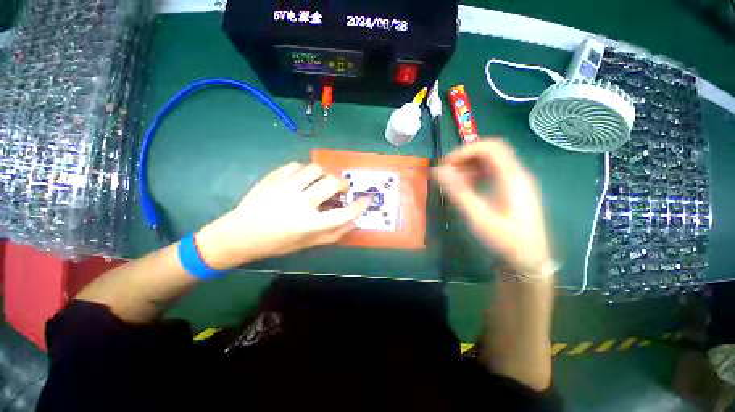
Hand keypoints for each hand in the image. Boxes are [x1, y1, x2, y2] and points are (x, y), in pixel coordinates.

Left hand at [195, 162, 370, 269]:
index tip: (366, 199)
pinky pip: (295, 165)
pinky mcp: (273, 178)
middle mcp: (299, 203)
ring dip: (323, 175)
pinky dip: (303, 171)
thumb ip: (333, 234)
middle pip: (332, 183)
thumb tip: (353, 222)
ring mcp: (285, 187)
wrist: (240, 234)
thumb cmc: (277, 243)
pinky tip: (299, 179)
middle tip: (340, 188)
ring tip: (319, 182)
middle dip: (342, 184)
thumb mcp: (307, 244)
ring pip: (315, 169)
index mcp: (309, 224)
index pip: (343, 213)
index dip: (359, 206)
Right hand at [433, 139, 552, 273]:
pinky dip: (475, 175)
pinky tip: (466, 187)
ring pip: (491, 162)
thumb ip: (458, 192)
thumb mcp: (478, 217)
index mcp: (512, 178)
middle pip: (490, 152)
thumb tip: (438, 171)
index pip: (490, 147)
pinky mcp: (512, 191)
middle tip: (446, 172)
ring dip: (469, 166)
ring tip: (453, 181)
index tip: (446, 164)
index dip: (465, 150)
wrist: (529, 261)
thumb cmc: (505, 240)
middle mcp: (517, 175)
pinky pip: (492, 173)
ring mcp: (516, 182)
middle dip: (465, 157)